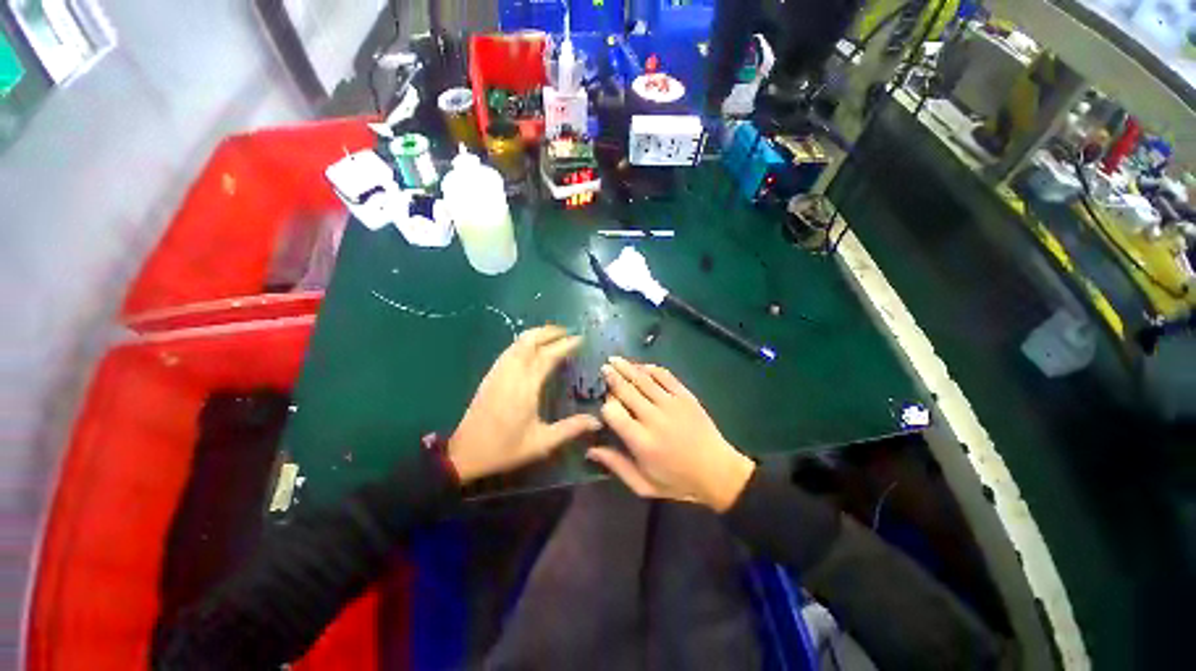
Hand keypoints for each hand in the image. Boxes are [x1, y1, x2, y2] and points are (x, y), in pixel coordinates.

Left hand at [449, 325, 601, 482]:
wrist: (465, 453)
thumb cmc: (505, 448)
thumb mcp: (542, 443)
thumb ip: (570, 429)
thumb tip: (597, 421)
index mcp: (526, 386)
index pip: (548, 356)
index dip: (565, 345)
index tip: (580, 339)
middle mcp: (512, 372)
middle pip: (530, 341)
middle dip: (550, 332)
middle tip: (568, 332)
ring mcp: (499, 371)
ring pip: (518, 342)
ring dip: (537, 334)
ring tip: (553, 336)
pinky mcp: (491, 375)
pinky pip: (510, 349)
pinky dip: (524, 342)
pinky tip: (531, 348)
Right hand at [587, 357, 754, 511]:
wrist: (719, 473)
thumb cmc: (678, 482)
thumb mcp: (643, 485)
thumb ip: (616, 466)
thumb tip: (590, 450)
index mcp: (642, 441)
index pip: (614, 413)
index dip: (605, 405)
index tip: (604, 404)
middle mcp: (654, 418)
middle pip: (627, 390)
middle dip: (612, 377)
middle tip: (603, 367)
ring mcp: (672, 404)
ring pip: (644, 379)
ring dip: (627, 367)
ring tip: (615, 359)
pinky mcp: (686, 396)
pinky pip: (666, 376)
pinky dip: (652, 369)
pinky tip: (642, 365)